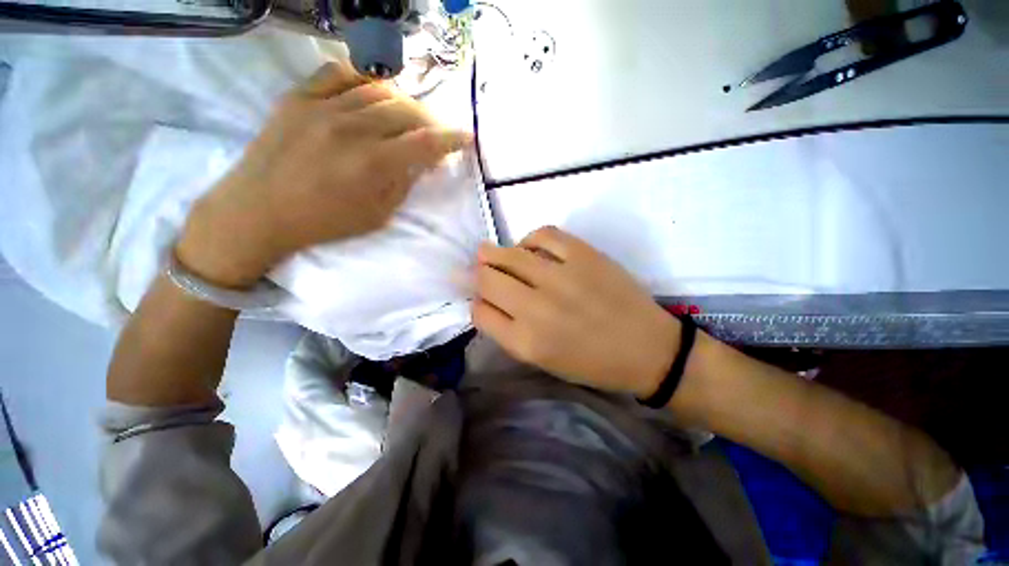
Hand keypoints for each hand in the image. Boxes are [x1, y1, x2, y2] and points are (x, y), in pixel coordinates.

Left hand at [177, 59, 471, 286]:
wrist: (258, 211)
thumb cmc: (324, 222)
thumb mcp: (378, 215)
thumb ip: (403, 183)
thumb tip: (421, 161)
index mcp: (374, 164)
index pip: (426, 142)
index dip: (452, 138)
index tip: (466, 137)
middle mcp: (352, 128)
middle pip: (407, 110)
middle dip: (430, 121)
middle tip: (434, 134)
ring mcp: (322, 107)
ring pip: (378, 88)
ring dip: (402, 102)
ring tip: (406, 116)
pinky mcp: (298, 97)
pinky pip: (338, 73)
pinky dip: (362, 80)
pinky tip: (368, 94)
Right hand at [472, 227, 680, 397]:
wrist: (647, 348)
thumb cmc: (592, 363)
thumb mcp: (542, 360)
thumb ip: (509, 331)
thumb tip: (486, 301)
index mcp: (526, 341)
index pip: (479, 312)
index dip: (475, 302)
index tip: (480, 298)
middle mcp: (537, 308)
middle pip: (487, 279)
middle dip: (477, 274)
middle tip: (479, 270)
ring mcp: (561, 277)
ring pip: (508, 254)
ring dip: (492, 253)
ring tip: (491, 254)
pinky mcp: (584, 255)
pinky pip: (543, 235)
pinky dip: (529, 239)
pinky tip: (530, 248)